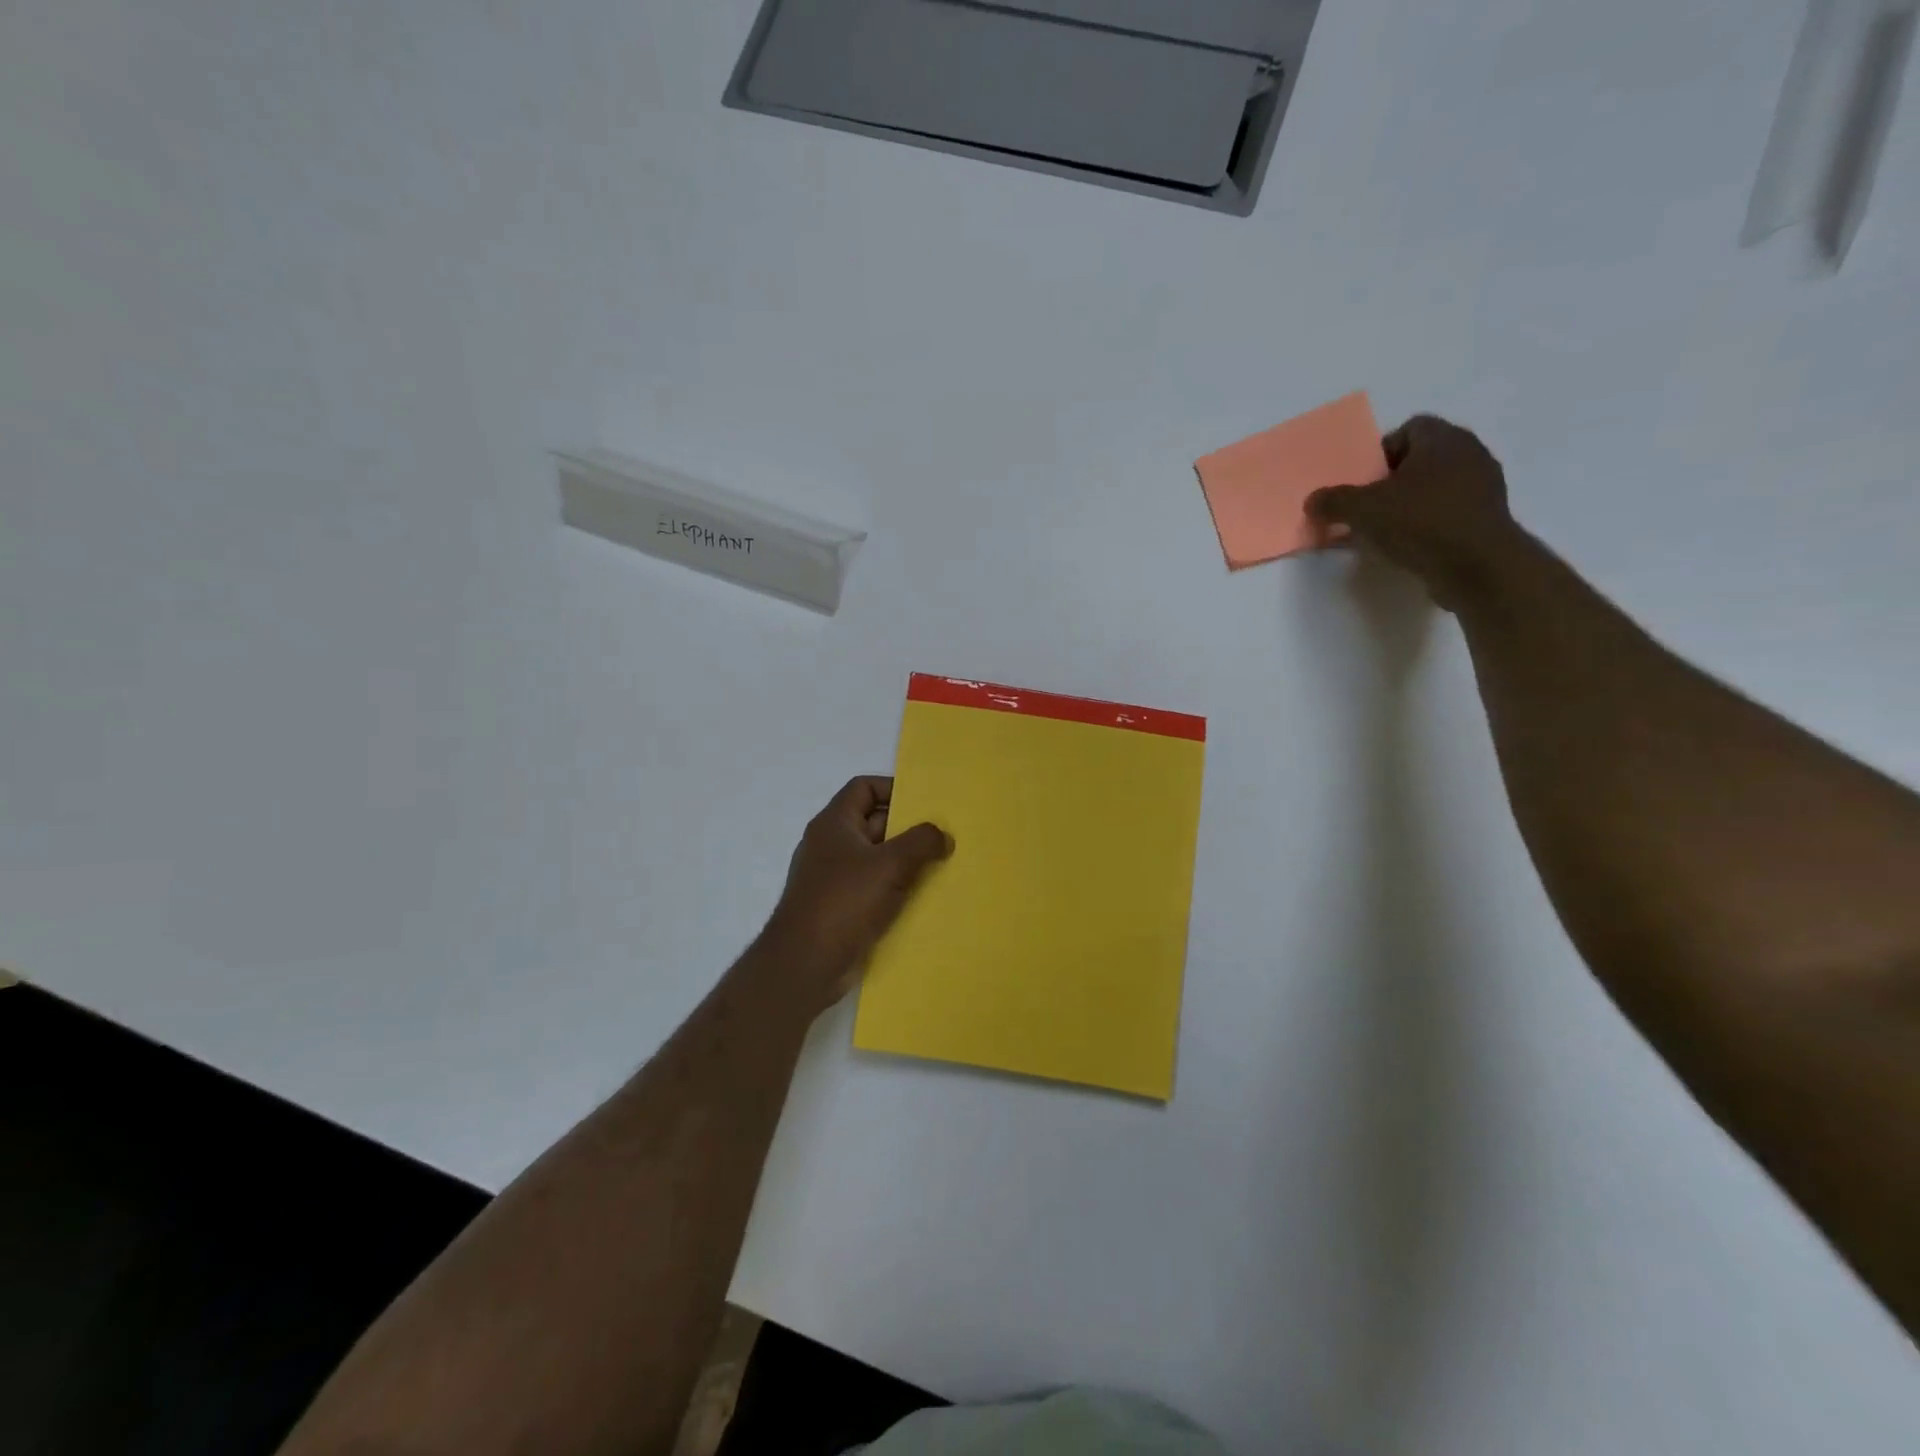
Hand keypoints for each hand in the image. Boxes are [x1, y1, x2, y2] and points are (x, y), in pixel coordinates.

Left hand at [757, 776, 952, 1014]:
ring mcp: (834, 878)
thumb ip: (921, 842)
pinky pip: (874, 887)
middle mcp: (831, 845)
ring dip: (906, 860)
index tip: (925, 802)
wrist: (805, 964)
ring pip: (876, 857)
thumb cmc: (845, 902)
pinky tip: (923, 896)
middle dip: (908, 827)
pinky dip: (896, 887)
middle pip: (873, 822)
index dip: (893, 788)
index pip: (863, 787)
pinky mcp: (841, 907)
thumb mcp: (890, 865)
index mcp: (834, 823)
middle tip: (944, 834)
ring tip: (942, 864)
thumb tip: (943, 835)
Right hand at [1305, 415, 1528, 611]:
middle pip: (1421, 459)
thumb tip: (1313, 500)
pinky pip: (1449, 511)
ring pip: (1436, 486)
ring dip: (1410, 504)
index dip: (1381, 452)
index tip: (1363, 480)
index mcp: (1443, 439)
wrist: (1477, 566)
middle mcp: (1469, 453)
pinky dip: (1428, 523)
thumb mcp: (1362, 510)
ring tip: (1385, 531)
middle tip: (1368, 506)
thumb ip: (1333, 501)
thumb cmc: (1421, 522)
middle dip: (1392, 480)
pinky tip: (1410, 546)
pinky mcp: (1487, 517)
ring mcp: (1484, 486)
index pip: (1409, 428)